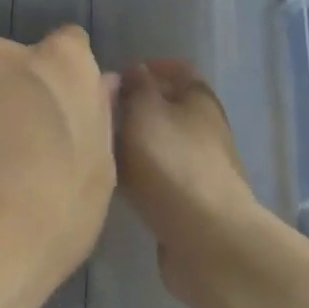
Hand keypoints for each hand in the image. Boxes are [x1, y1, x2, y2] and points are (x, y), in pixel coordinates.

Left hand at [0, 26, 117, 307]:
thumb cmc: (51, 212)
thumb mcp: (100, 171)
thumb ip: (100, 115)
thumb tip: (100, 85)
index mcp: (59, 61)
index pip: (74, 45)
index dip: (76, 81)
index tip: (77, 120)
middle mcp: (7, 57)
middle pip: (29, 67)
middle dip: (36, 95)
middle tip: (43, 150)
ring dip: (1, 116)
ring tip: (3, 176)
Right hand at [116, 61, 270, 300]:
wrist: (208, 240)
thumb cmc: (173, 163)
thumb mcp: (145, 112)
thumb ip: (136, 87)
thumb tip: (135, 71)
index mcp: (200, 98)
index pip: (177, 69)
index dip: (149, 68)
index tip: (117, 77)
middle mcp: (206, 128)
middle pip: (169, 107)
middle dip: (137, 107)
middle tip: (100, 113)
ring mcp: (202, 167)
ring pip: (162, 144)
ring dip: (135, 143)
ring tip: (101, 148)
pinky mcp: (192, 202)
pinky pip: (161, 177)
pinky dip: (141, 175)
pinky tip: (117, 183)